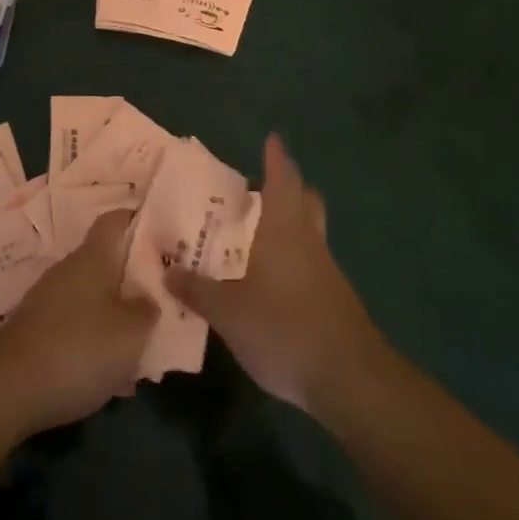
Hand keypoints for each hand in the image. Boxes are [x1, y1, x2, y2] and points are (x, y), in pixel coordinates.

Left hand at [0, 210, 156, 433]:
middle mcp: (69, 270)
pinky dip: (94, 344)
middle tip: (160, 302)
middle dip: (132, 281)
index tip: (160, 233)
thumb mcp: (131, 332)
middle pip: (106, 263)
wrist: (8, 388)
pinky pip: (76, 328)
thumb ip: (146, 309)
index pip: (114, 220)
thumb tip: (147, 298)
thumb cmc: (80, 347)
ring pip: (92, 300)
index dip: (136, 220)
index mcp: (93, 257)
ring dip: (115, 319)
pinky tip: (110, 379)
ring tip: (140, 350)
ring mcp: (48, 300)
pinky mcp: (36, 331)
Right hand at [166, 135, 379, 414]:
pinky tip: (272, 284)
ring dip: (290, 227)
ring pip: (310, 234)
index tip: (273, 139)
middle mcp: (309, 242)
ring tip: (257, 237)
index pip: (283, 180)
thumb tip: (168, 270)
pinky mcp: (335, 302)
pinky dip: (293, 262)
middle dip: (289, 189)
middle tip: (262, 188)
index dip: (276, 158)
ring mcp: (326, 273)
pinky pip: (311, 266)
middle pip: (306, 201)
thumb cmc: (285, 329)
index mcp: (285, 230)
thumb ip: (198, 291)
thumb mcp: (229, 313)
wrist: (350, 380)